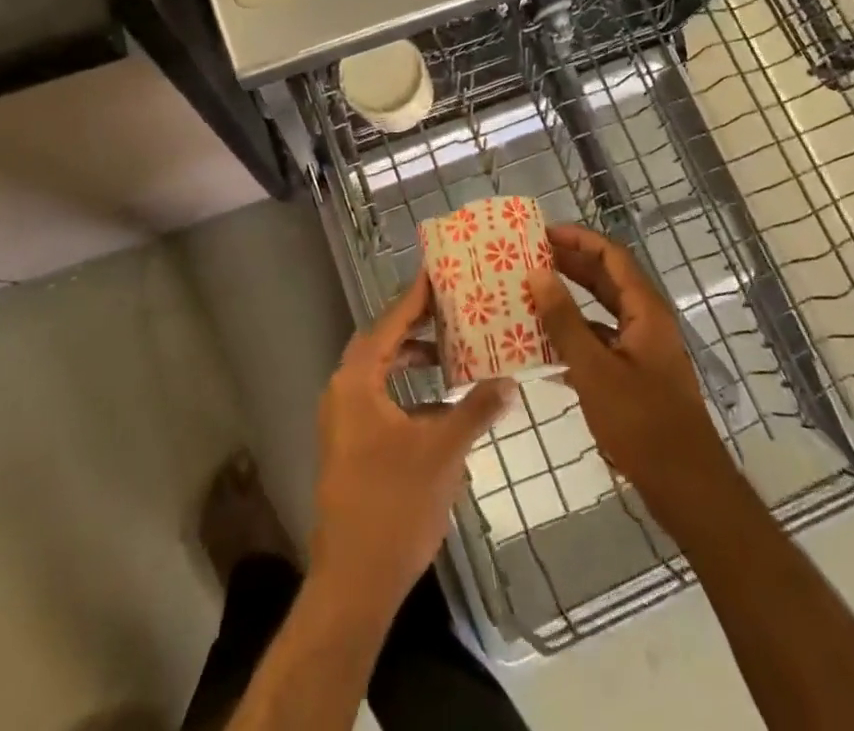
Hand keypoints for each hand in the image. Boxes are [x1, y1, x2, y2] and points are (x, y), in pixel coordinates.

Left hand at [308, 272, 511, 619]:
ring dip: (412, 356)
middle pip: (382, 341)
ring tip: (451, 348)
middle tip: (452, 306)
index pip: (389, 322)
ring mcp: (343, 420)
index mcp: (357, 381)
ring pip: (380, 371)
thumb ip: (476, 409)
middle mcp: (343, 391)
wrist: (354, 582)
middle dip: (415, 323)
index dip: (415, 297)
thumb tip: (510, 380)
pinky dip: (408, 387)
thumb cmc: (395, 504)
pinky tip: (441, 399)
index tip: (439, 271)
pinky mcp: (350, 444)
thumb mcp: (444, 451)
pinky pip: (380, 396)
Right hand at [529, 223, 741, 529]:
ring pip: (602, 312)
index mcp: (646, 310)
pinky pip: (602, 343)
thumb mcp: (594, 369)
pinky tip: (544, 349)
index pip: (612, 256)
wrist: (686, 488)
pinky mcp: (636, 377)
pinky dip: (575, 337)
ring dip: (569, 302)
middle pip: (607, 280)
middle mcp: (647, 322)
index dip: (578, 239)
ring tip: (530, 296)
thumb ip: (564, 320)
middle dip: (570, 266)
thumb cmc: (641, 422)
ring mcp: (643, 351)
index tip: (542, 233)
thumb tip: (538, 273)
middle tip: (529, 259)